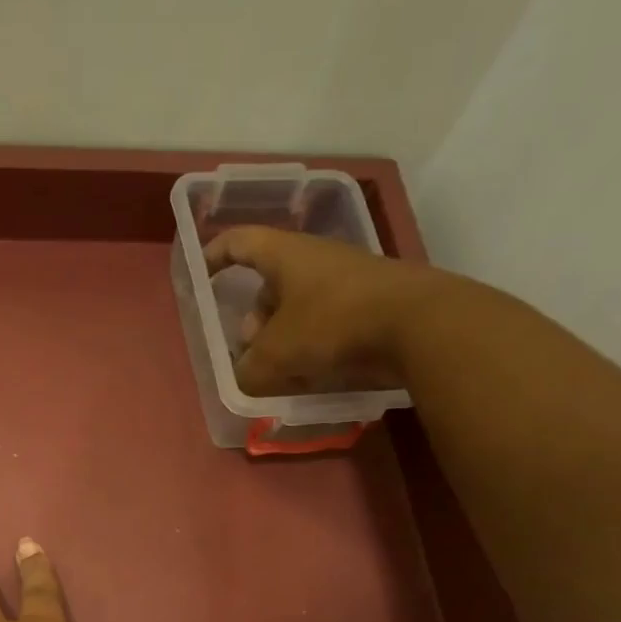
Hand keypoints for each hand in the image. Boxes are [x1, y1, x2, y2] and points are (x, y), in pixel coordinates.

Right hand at [204, 226, 445, 396]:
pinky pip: (326, 323)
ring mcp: (346, 281)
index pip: (240, 242)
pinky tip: (314, 374)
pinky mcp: (370, 305)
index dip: (215, 255)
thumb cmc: (333, 325)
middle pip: (269, 286)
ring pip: (298, 308)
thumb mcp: (276, 355)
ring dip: (282, 339)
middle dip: (252, 321)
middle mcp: (315, 260)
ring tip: (281, 373)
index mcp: (286, 255)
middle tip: (249, 353)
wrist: (418, 324)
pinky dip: (311, 346)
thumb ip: (248, 370)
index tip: (202, 275)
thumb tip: (245, 379)